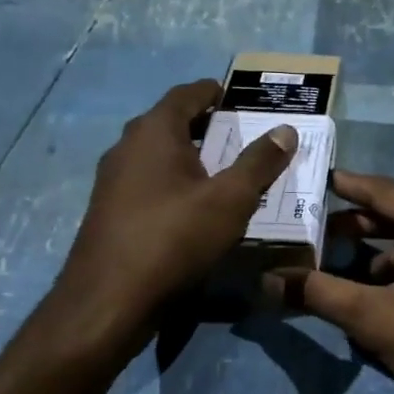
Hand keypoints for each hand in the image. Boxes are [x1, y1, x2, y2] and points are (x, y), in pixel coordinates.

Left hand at [42, 79, 296, 354]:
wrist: (109, 301)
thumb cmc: (174, 238)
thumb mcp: (230, 200)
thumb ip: (259, 163)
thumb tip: (284, 130)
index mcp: (154, 132)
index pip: (185, 94)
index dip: (212, 92)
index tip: (235, 97)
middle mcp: (127, 147)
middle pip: (169, 122)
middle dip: (203, 124)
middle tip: (238, 133)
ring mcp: (112, 180)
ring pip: (156, 154)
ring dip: (188, 154)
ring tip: (222, 169)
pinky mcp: (109, 211)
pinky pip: (147, 181)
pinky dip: (173, 180)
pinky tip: (193, 205)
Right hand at [274, 171, 393, 393]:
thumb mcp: (377, 318)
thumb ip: (321, 295)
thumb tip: (269, 281)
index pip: (384, 191)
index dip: (349, 187)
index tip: (322, 180)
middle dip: (361, 229)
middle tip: (320, 236)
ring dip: (386, 259)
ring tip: (349, 278)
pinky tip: (392, 304)